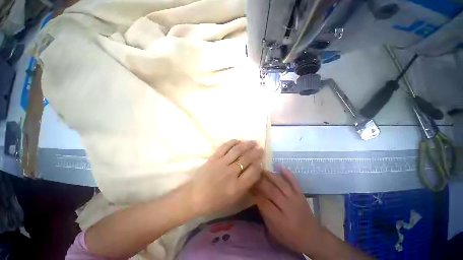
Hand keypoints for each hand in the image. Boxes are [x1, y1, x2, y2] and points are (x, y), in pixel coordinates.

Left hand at [187, 140, 263, 215]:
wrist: (195, 196)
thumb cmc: (215, 202)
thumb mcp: (234, 199)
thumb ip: (246, 187)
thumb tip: (255, 173)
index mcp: (237, 187)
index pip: (253, 172)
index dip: (259, 165)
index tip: (261, 161)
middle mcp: (231, 173)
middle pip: (247, 159)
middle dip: (256, 153)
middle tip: (260, 148)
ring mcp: (221, 163)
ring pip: (237, 151)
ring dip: (247, 145)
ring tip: (253, 142)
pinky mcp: (214, 158)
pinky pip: (225, 147)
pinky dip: (232, 142)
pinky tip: (238, 141)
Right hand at [252, 166, 321, 253]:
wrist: (313, 237)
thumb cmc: (290, 236)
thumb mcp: (274, 231)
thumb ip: (265, 214)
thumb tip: (256, 198)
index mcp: (279, 219)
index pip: (264, 203)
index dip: (254, 193)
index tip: (248, 185)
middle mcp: (288, 207)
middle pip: (272, 191)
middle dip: (260, 182)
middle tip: (252, 174)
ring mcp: (295, 198)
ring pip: (281, 184)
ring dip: (271, 176)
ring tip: (262, 169)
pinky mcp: (301, 194)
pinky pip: (294, 181)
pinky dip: (287, 173)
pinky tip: (280, 165)